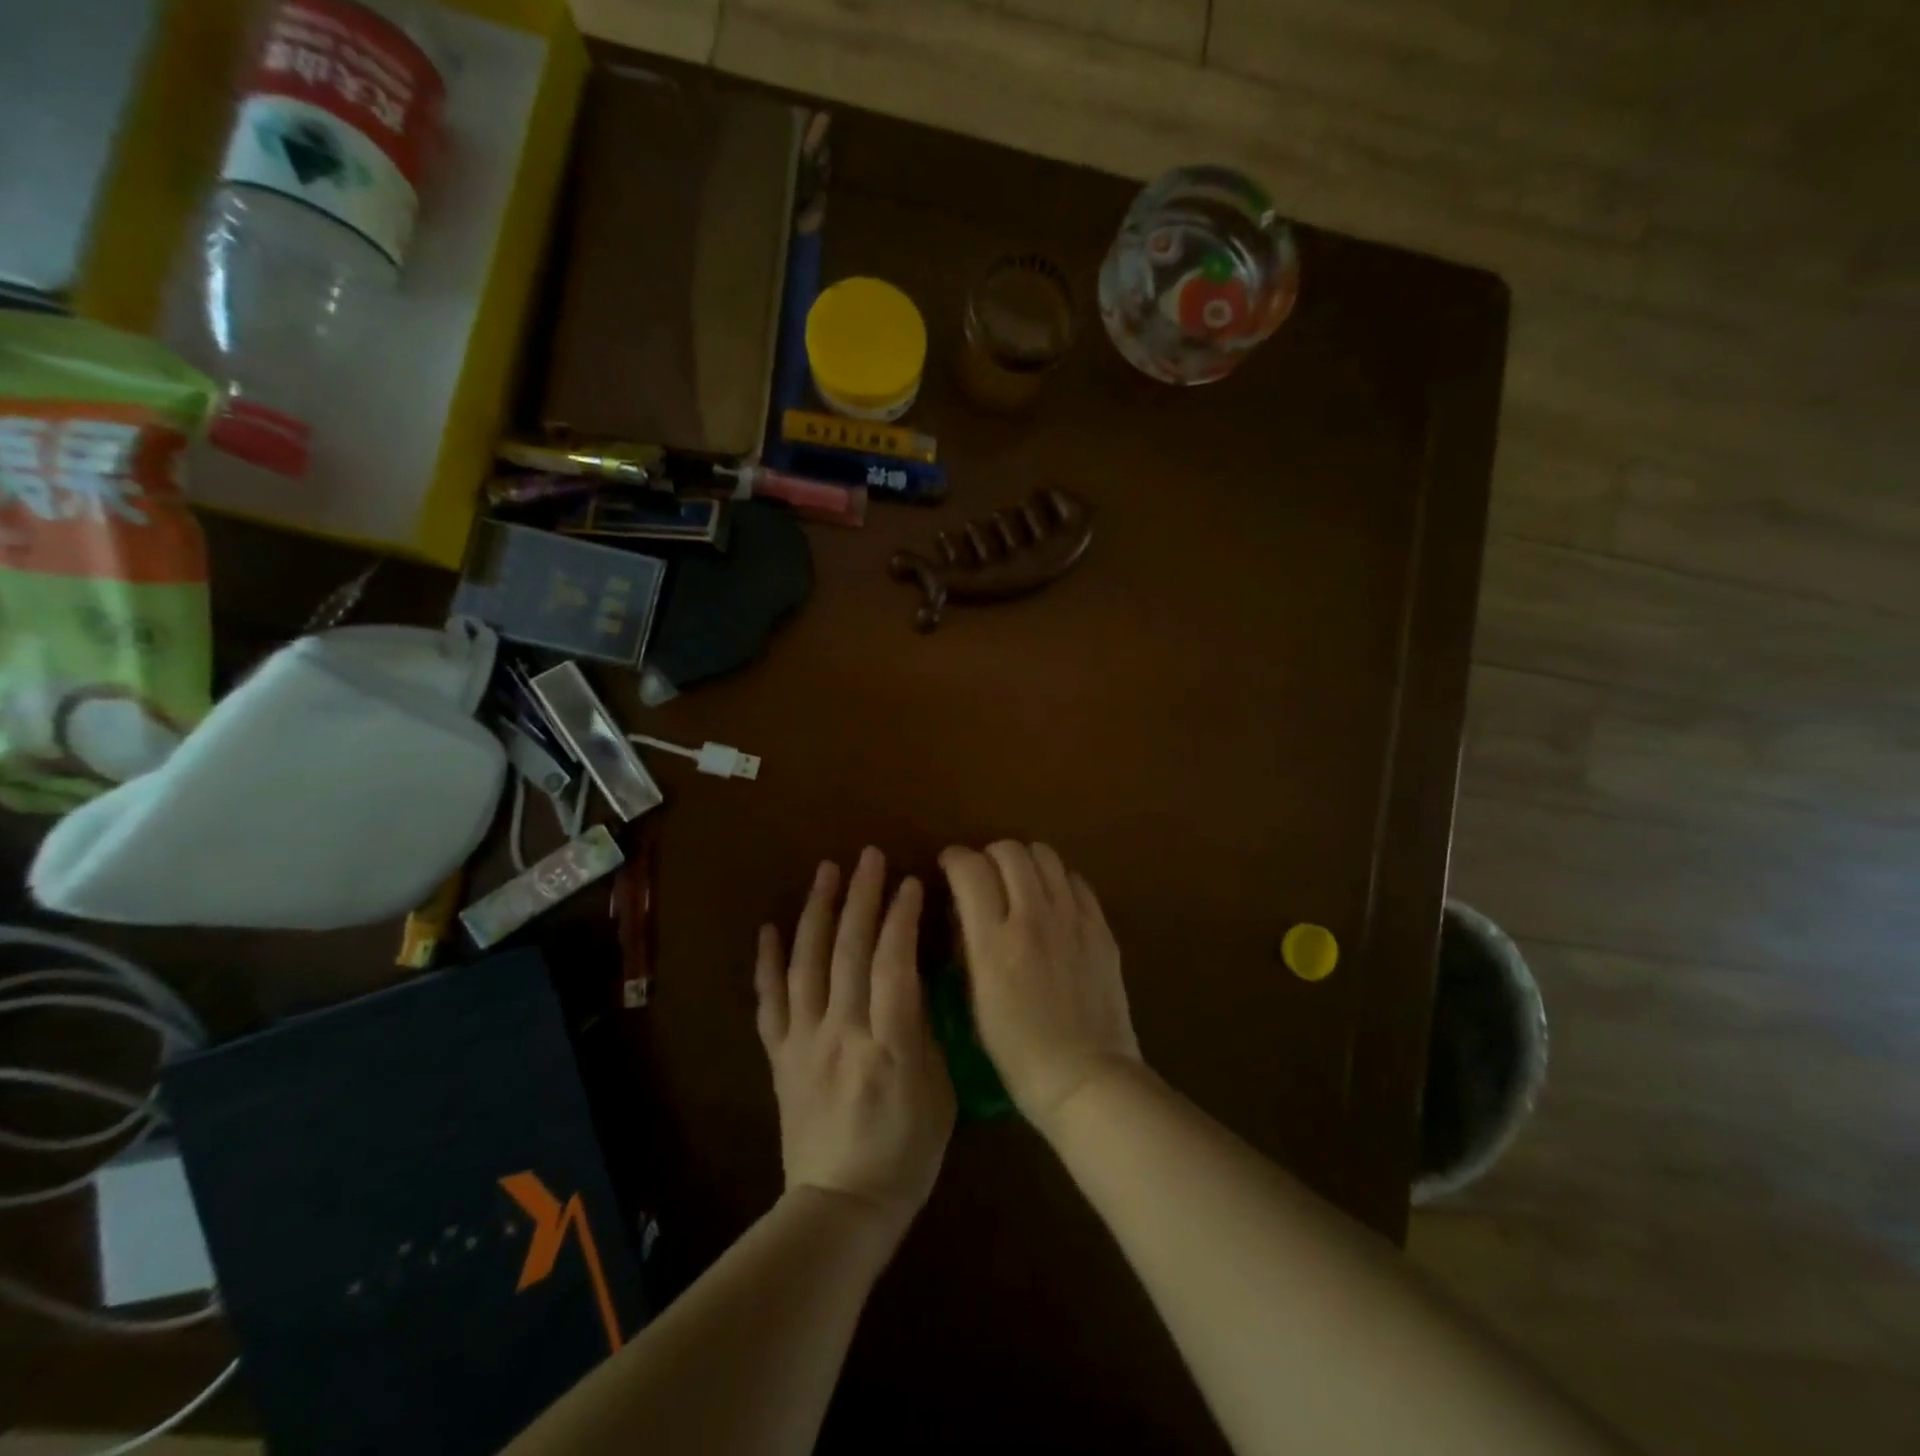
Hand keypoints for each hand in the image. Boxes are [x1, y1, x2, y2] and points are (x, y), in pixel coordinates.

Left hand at [756, 848, 955, 1238]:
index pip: (894, 965)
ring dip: (816, 912)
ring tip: (826, 871)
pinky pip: (768, 1003)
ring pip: (806, 964)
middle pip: (849, 952)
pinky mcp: (779, 1056)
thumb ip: (925, 1031)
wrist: (840, 1207)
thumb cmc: (906, 1154)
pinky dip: (767, 963)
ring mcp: (803, 1042)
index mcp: (888, 1045)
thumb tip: (917, 976)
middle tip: (870, 857)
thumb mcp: (939, 1093)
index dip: (902, 919)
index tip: (911, 882)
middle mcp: (840, 1033)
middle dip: (861, 898)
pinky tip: (769, 928)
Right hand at [939, 841, 1141, 1134]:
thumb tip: (964, 910)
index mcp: (994, 942)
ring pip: (1045, 855)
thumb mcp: (975, 1000)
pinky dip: (1057, 880)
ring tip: (1019, 883)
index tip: (948, 866)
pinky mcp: (1100, 927)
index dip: (954, 859)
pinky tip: (1053, 902)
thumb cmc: (1018, 1052)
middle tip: (985, 876)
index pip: (970, 869)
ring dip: (1024, 861)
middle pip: (1009, 851)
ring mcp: (1072, 919)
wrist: (1086, 1076)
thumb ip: (968, 945)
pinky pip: (1076, 880)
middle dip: (989, 855)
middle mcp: (1033, 917)